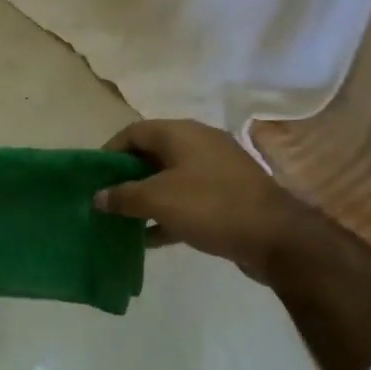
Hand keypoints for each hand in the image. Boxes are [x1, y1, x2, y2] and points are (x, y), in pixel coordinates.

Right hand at [92, 119, 298, 280]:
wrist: (276, 236)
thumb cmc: (210, 206)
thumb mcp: (158, 200)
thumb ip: (123, 196)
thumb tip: (98, 196)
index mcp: (180, 133)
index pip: (133, 132)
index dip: (109, 152)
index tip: (94, 177)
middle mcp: (198, 143)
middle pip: (152, 154)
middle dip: (127, 177)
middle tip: (107, 199)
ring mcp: (217, 169)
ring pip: (170, 178)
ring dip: (147, 197)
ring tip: (124, 220)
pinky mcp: (228, 194)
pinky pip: (189, 198)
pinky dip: (169, 212)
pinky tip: (152, 237)